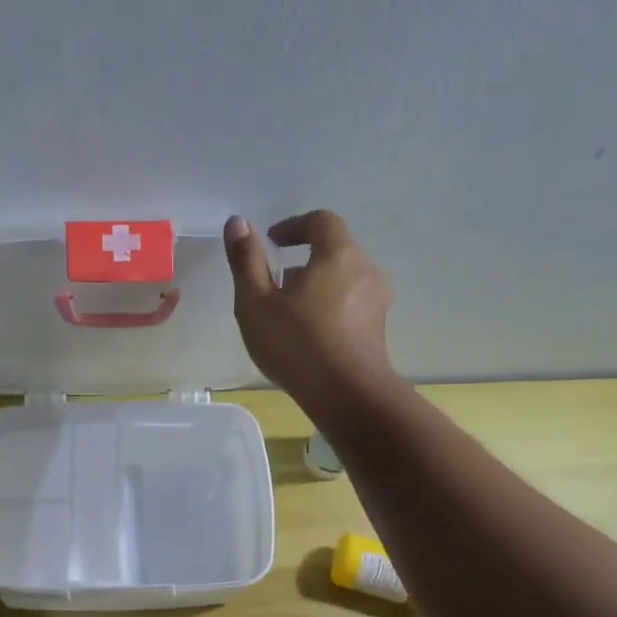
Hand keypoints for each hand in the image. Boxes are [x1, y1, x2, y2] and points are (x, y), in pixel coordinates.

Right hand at [224, 211, 394, 413]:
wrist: (348, 396)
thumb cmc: (297, 344)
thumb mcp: (256, 303)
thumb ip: (246, 260)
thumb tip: (237, 221)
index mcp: (338, 255)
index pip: (321, 221)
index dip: (294, 225)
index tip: (271, 242)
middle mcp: (366, 270)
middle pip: (334, 249)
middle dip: (303, 258)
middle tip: (274, 282)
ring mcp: (377, 301)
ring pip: (343, 278)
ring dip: (316, 284)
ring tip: (288, 312)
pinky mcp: (378, 328)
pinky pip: (351, 302)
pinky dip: (329, 305)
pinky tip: (309, 334)